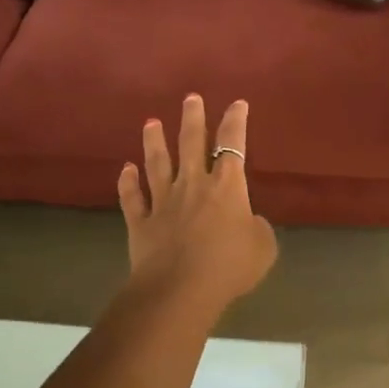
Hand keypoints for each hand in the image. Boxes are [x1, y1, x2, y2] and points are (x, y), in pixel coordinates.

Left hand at [119, 95, 278, 309]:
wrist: (180, 289)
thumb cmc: (229, 266)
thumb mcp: (263, 246)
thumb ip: (257, 227)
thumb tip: (247, 221)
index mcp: (226, 187)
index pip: (232, 144)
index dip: (236, 122)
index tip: (237, 104)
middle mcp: (192, 185)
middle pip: (190, 143)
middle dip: (192, 118)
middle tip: (190, 98)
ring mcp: (163, 202)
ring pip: (156, 164)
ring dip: (154, 142)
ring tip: (151, 123)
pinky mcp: (141, 222)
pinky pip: (132, 198)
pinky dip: (127, 183)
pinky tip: (125, 170)